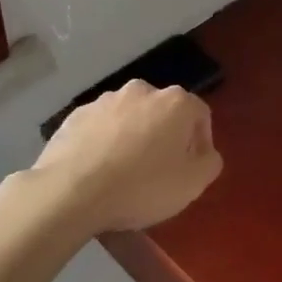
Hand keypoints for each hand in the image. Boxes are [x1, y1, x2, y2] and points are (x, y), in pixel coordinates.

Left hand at [34, 81, 222, 231]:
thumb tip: (205, 153)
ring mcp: (105, 100)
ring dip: (133, 137)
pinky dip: (104, 143)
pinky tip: (98, 170)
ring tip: (125, 173)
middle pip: (163, 113)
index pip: (200, 114)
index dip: (201, 142)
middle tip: (160, 171)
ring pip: (129, 118)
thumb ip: (209, 162)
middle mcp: (141, 91)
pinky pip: (100, 128)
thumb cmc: (142, 186)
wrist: (71, 190)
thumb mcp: (192, 184)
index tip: (191, 168)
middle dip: (165, 137)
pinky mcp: (76, 115)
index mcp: (174, 102)